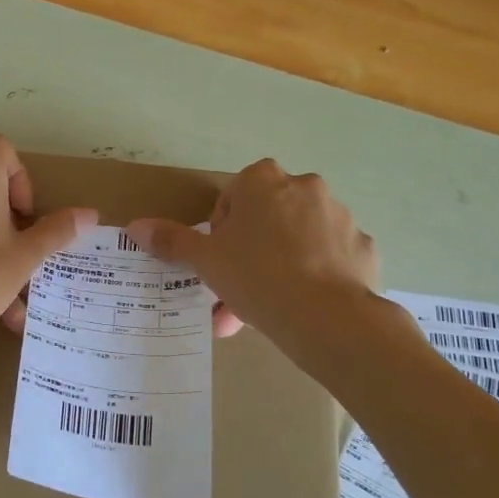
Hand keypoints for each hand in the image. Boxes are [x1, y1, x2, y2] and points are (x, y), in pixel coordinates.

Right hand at [125, 159, 379, 355]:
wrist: (327, 316)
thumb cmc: (256, 276)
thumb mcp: (205, 260)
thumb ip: (172, 240)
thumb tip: (135, 226)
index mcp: (264, 181)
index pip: (235, 195)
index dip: (222, 228)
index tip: (220, 258)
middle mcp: (306, 187)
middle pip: (268, 216)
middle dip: (251, 250)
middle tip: (237, 288)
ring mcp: (340, 216)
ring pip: (300, 238)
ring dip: (281, 263)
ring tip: (266, 308)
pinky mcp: (363, 247)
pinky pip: (331, 257)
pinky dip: (317, 275)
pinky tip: (303, 307)